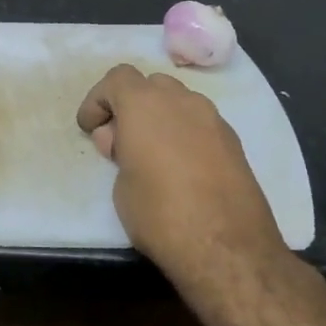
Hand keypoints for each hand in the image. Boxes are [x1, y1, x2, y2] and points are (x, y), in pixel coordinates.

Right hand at [76, 64, 288, 292]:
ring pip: (179, 102)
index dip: (98, 100)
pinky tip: (180, 168)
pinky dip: (184, 134)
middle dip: (132, 105)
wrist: (227, 247)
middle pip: (151, 85)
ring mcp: (213, 119)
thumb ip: (119, 152)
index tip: (91, 128)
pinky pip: (200, 124)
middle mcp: (182, 101)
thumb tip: (122, 141)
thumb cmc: (160, 213)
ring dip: (160, 118)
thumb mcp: (121, 186)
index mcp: (145, 104)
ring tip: (150, 155)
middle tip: (120, 140)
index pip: (117, 78)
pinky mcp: (234, 142)